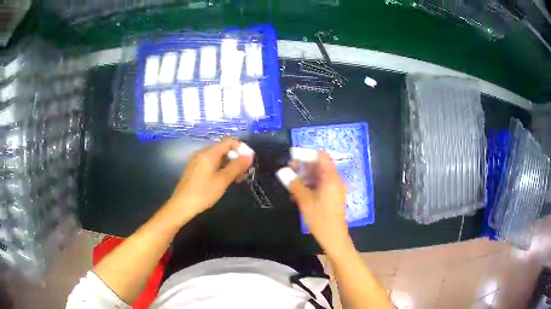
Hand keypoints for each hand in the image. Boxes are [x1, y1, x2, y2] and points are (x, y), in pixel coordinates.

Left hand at [166, 138, 253, 220]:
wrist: (181, 206)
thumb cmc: (203, 193)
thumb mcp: (222, 180)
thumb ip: (236, 166)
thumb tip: (249, 155)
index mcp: (209, 153)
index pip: (229, 141)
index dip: (241, 148)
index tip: (249, 161)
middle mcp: (202, 153)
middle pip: (223, 149)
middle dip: (236, 158)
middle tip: (244, 173)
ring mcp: (197, 161)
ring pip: (217, 157)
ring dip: (229, 165)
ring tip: (237, 179)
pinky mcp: (195, 169)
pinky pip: (210, 163)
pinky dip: (220, 168)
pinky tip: (224, 180)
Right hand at [284, 153, 350, 255]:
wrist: (333, 236)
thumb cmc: (320, 217)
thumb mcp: (304, 200)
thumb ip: (294, 184)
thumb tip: (282, 171)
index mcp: (331, 178)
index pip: (321, 156)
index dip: (307, 154)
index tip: (292, 156)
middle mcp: (336, 179)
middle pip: (321, 165)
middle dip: (305, 164)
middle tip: (289, 169)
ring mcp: (336, 188)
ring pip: (321, 175)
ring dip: (307, 175)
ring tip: (292, 180)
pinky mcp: (334, 195)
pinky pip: (322, 183)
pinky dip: (311, 183)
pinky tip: (299, 191)